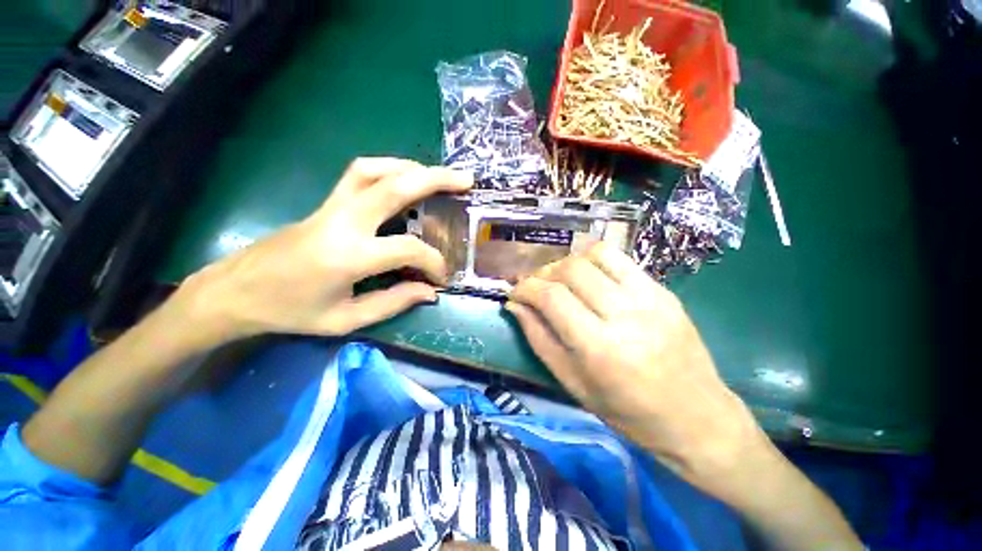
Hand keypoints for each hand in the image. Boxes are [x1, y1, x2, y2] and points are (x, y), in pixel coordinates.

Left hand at [175, 158, 471, 342]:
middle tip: (465, 180)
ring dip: (410, 167)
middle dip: (435, 179)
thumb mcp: (345, 320)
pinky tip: (403, 180)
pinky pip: (359, 174)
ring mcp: (331, 206)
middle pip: (394, 186)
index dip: (433, 261)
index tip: (441, 277)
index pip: (407, 248)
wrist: (236, 291)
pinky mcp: (325, 203)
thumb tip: (429, 291)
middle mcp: (342, 221)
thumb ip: (393, 303)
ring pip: (374, 170)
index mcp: (348, 256)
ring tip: (436, 176)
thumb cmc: (291, 312)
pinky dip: (388, 169)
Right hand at [506, 243, 767, 495]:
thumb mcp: (572, 383)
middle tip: (535, 287)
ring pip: (594, 255)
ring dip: (567, 263)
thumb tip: (515, 306)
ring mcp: (649, 298)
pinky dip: (593, 260)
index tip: (514, 292)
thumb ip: (539, 339)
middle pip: (571, 270)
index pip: (551, 297)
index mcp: (600, 348)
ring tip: (560, 279)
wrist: (698, 418)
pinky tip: (588, 277)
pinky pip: (620, 259)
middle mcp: (625, 315)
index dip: (525, 288)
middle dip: (543, 273)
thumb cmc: (628, 412)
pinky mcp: (663, 290)